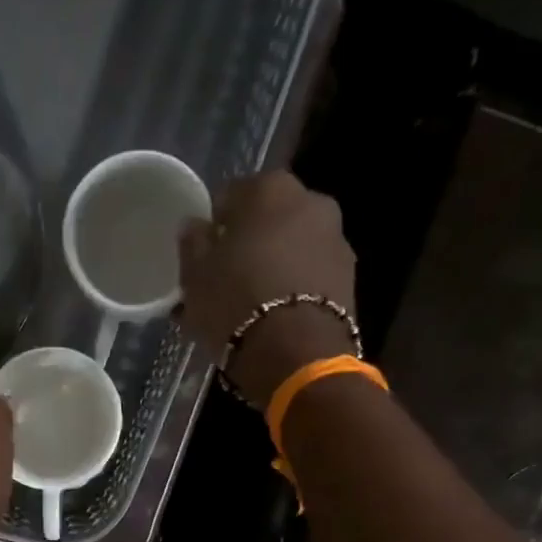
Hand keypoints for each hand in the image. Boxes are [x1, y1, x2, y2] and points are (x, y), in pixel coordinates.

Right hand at [177, 171, 356, 409]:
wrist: (295, 353)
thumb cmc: (235, 303)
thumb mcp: (195, 275)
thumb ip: (193, 242)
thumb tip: (196, 226)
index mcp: (270, 187)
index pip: (229, 197)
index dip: (213, 228)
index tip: (201, 257)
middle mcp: (311, 201)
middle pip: (267, 221)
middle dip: (246, 246)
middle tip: (223, 283)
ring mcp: (335, 239)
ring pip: (290, 250)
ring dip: (271, 268)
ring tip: (247, 308)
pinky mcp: (348, 279)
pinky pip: (308, 277)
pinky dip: (291, 290)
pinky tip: (271, 319)